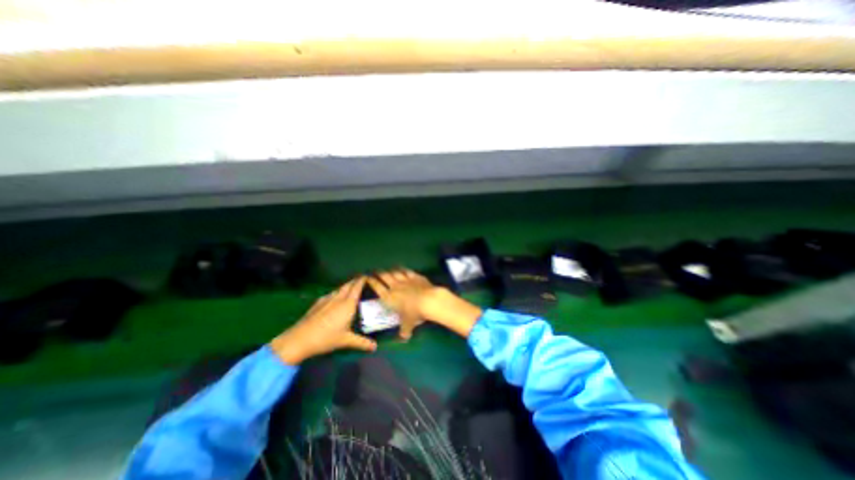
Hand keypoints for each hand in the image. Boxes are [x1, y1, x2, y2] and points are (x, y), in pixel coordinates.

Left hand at [266, 275, 373, 365]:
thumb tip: (375, 347)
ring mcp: (327, 299)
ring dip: (346, 286)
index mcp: (348, 304)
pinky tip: (335, 299)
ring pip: (339, 289)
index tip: (368, 276)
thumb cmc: (326, 338)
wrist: (299, 339)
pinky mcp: (318, 303)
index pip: (357, 286)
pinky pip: (331, 294)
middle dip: (355, 281)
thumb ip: (362, 342)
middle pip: (348, 284)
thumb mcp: (346, 341)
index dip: (362, 280)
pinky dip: (337, 293)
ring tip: (351, 289)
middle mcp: (338, 298)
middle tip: (362, 280)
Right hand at [367, 271, 434, 340]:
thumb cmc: (415, 313)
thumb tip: (403, 338)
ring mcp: (405, 280)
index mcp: (389, 297)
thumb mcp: (408, 325)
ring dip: (390, 270)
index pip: (377, 287)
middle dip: (379, 273)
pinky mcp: (415, 276)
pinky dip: (403, 269)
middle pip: (384, 276)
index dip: (371, 281)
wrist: (429, 300)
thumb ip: (404, 331)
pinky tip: (402, 268)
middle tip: (375, 271)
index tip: (367, 278)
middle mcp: (395, 286)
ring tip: (387, 270)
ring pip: (395, 272)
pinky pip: (407, 271)